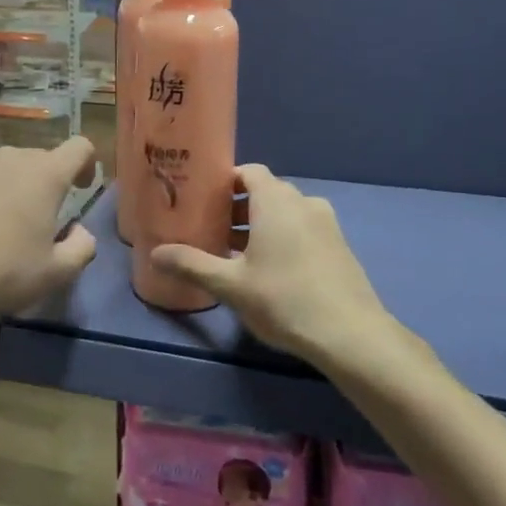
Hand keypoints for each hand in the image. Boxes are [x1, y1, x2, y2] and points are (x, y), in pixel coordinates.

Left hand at [0, 137, 98, 331]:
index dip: (87, 164)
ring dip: (10, 188)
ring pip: (4, 168)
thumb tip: (79, 230)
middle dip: (45, 183)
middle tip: (37, 219)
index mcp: (45, 175)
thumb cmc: (4, 274)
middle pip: (40, 159)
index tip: (81, 188)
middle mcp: (11, 158)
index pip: (79, 147)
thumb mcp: (57, 272)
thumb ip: (83, 246)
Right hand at [151, 164, 393, 369]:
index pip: (248, 171)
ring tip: (236, 254)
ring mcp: (326, 223)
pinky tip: (270, 271)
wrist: (351, 334)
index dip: (225, 181)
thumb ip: (192, 264)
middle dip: (237, 207)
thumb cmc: (284, 299)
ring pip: (285, 212)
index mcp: (275, 200)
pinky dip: (283, 238)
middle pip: (265, 192)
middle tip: (212, 231)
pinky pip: (303, 229)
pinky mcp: (339, 246)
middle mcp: (303, 202)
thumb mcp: (230, 285)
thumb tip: (155, 254)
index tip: (203, 201)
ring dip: (260, 225)